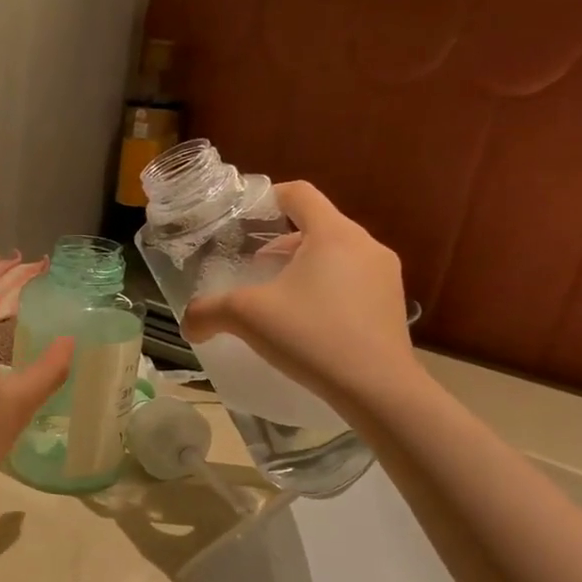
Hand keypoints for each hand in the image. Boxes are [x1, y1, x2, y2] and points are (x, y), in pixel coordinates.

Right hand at [181, 181, 417, 405]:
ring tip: (278, 296)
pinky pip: (353, 282)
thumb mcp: (246, 317)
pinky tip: (307, 322)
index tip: (245, 217)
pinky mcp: (392, 305)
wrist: (377, 388)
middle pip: (317, 225)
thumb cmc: (310, 335)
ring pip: (336, 255)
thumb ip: (208, 312)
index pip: (299, 193)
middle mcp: (365, 244)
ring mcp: (385, 276)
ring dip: (304, 266)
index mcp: (332, 233)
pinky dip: (326, 289)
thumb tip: (188, 323)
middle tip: (253, 265)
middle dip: (282, 241)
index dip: (268, 197)